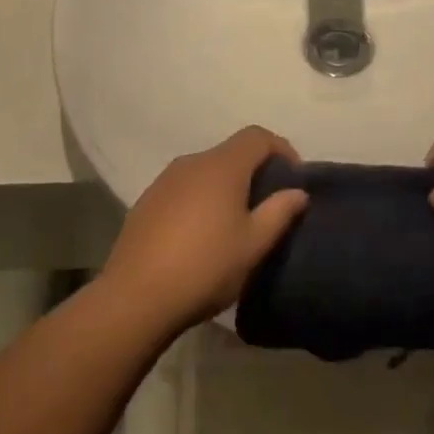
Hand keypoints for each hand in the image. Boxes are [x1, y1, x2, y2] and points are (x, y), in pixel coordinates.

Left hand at [101, 126, 308, 330]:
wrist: (136, 297)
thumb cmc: (205, 267)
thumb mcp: (253, 244)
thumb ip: (279, 212)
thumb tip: (297, 191)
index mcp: (221, 167)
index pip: (256, 137)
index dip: (281, 149)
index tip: (292, 179)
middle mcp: (191, 163)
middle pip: (230, 153)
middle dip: (254, 171)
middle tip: (268, 206)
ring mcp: (164, 181)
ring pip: (206, 172)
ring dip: (226, 187)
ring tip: (235, 223)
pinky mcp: (147, 202)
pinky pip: (184, 189)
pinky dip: (201, 200)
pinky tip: (201, 235)